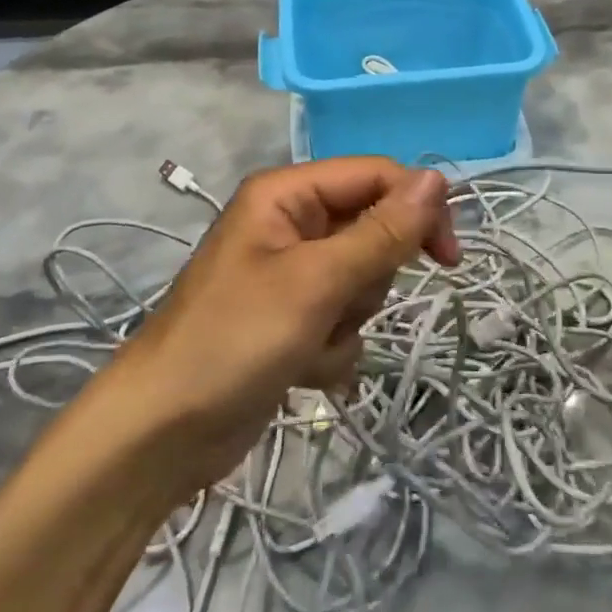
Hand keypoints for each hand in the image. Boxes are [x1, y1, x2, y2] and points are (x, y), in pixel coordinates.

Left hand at [102, 159, 460, 493]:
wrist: (162, 435)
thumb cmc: (235, 341)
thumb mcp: (316, 282)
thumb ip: (382, 231)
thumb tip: (437, 179)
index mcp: (287, 195)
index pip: (376, 176)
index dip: (417, 209)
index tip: (448, 259)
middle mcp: (291, 224)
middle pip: (373, 230)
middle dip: (368, 278)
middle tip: (339, 303)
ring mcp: (292, 274)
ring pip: (364, 281)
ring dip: (349, 319)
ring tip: (309, 341)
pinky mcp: (293, 319)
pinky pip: (344, 320)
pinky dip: (333, 348)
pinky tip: (300, 370)